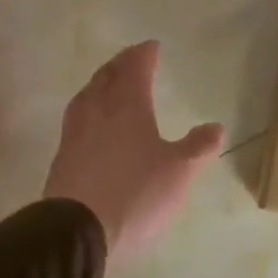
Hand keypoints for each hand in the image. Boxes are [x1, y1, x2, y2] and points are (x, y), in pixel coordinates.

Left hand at [44, 40, 223, 261]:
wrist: (76, 231)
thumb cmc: (134, 193)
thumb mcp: (179, 171)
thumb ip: (198, 147)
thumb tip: (215, 126)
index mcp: (127, 106)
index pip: (135, 69)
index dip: (144, 55)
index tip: (152, 46)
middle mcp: (97, 112)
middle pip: (106, 77)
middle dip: (120, 64)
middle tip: (131, 58)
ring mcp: (75, 135)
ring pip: (86, 96)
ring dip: (99, 83)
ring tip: (107, 83)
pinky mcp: (62, 159)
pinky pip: (76, 119)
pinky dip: (88, 108)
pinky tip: (91, 122)